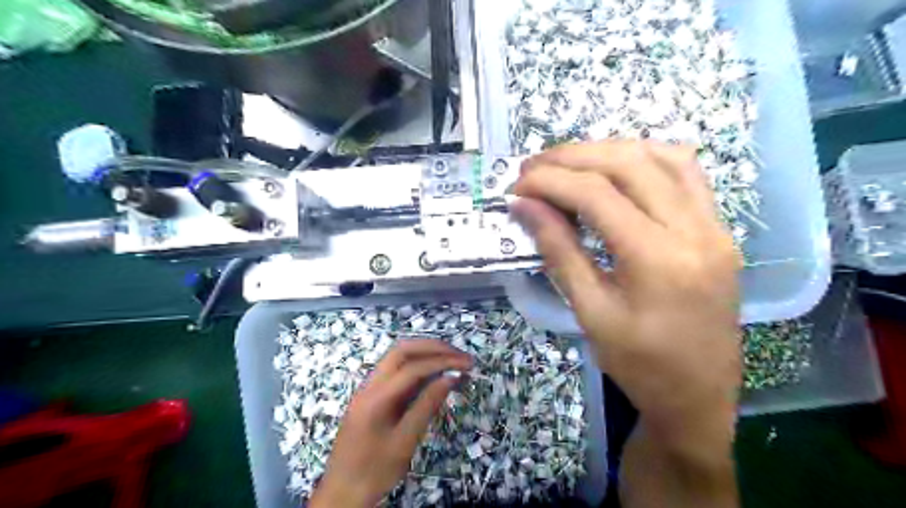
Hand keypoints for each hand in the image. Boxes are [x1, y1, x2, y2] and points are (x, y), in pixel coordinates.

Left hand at [312, 337, 469, 507]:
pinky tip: (433, 374)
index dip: (442, 361)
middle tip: (459, 355)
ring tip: (451, 359)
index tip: (466, 364)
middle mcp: (369, 385)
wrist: (341, 492)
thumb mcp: (404, 442)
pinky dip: (416, 366)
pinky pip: (395, 372)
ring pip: (397, 357)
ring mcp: (368, 389)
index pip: (413, 368)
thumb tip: (451, 378)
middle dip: (433, 348)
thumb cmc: (374, 471)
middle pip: (402, 351)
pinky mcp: (371, 396)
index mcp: (376, 397)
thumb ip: (427, 406)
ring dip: (425, 353)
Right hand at [513, 138, 739, 471]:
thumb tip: (524, 206)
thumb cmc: (639, 365)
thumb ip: (558, 250)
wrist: (699, 395)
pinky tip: (615, 168)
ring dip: (607, 150)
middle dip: (573, 157)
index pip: (598, 195)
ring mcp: (715, 225)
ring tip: (567, 163)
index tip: (517, 184)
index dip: (551, 181)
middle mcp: (695, 230)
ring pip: (661, 156)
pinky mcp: (719, 228)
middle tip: (533, 167)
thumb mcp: (590, 312)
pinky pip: (685, 172)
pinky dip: (643, 158)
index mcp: (659, 260)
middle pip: (629, 164)